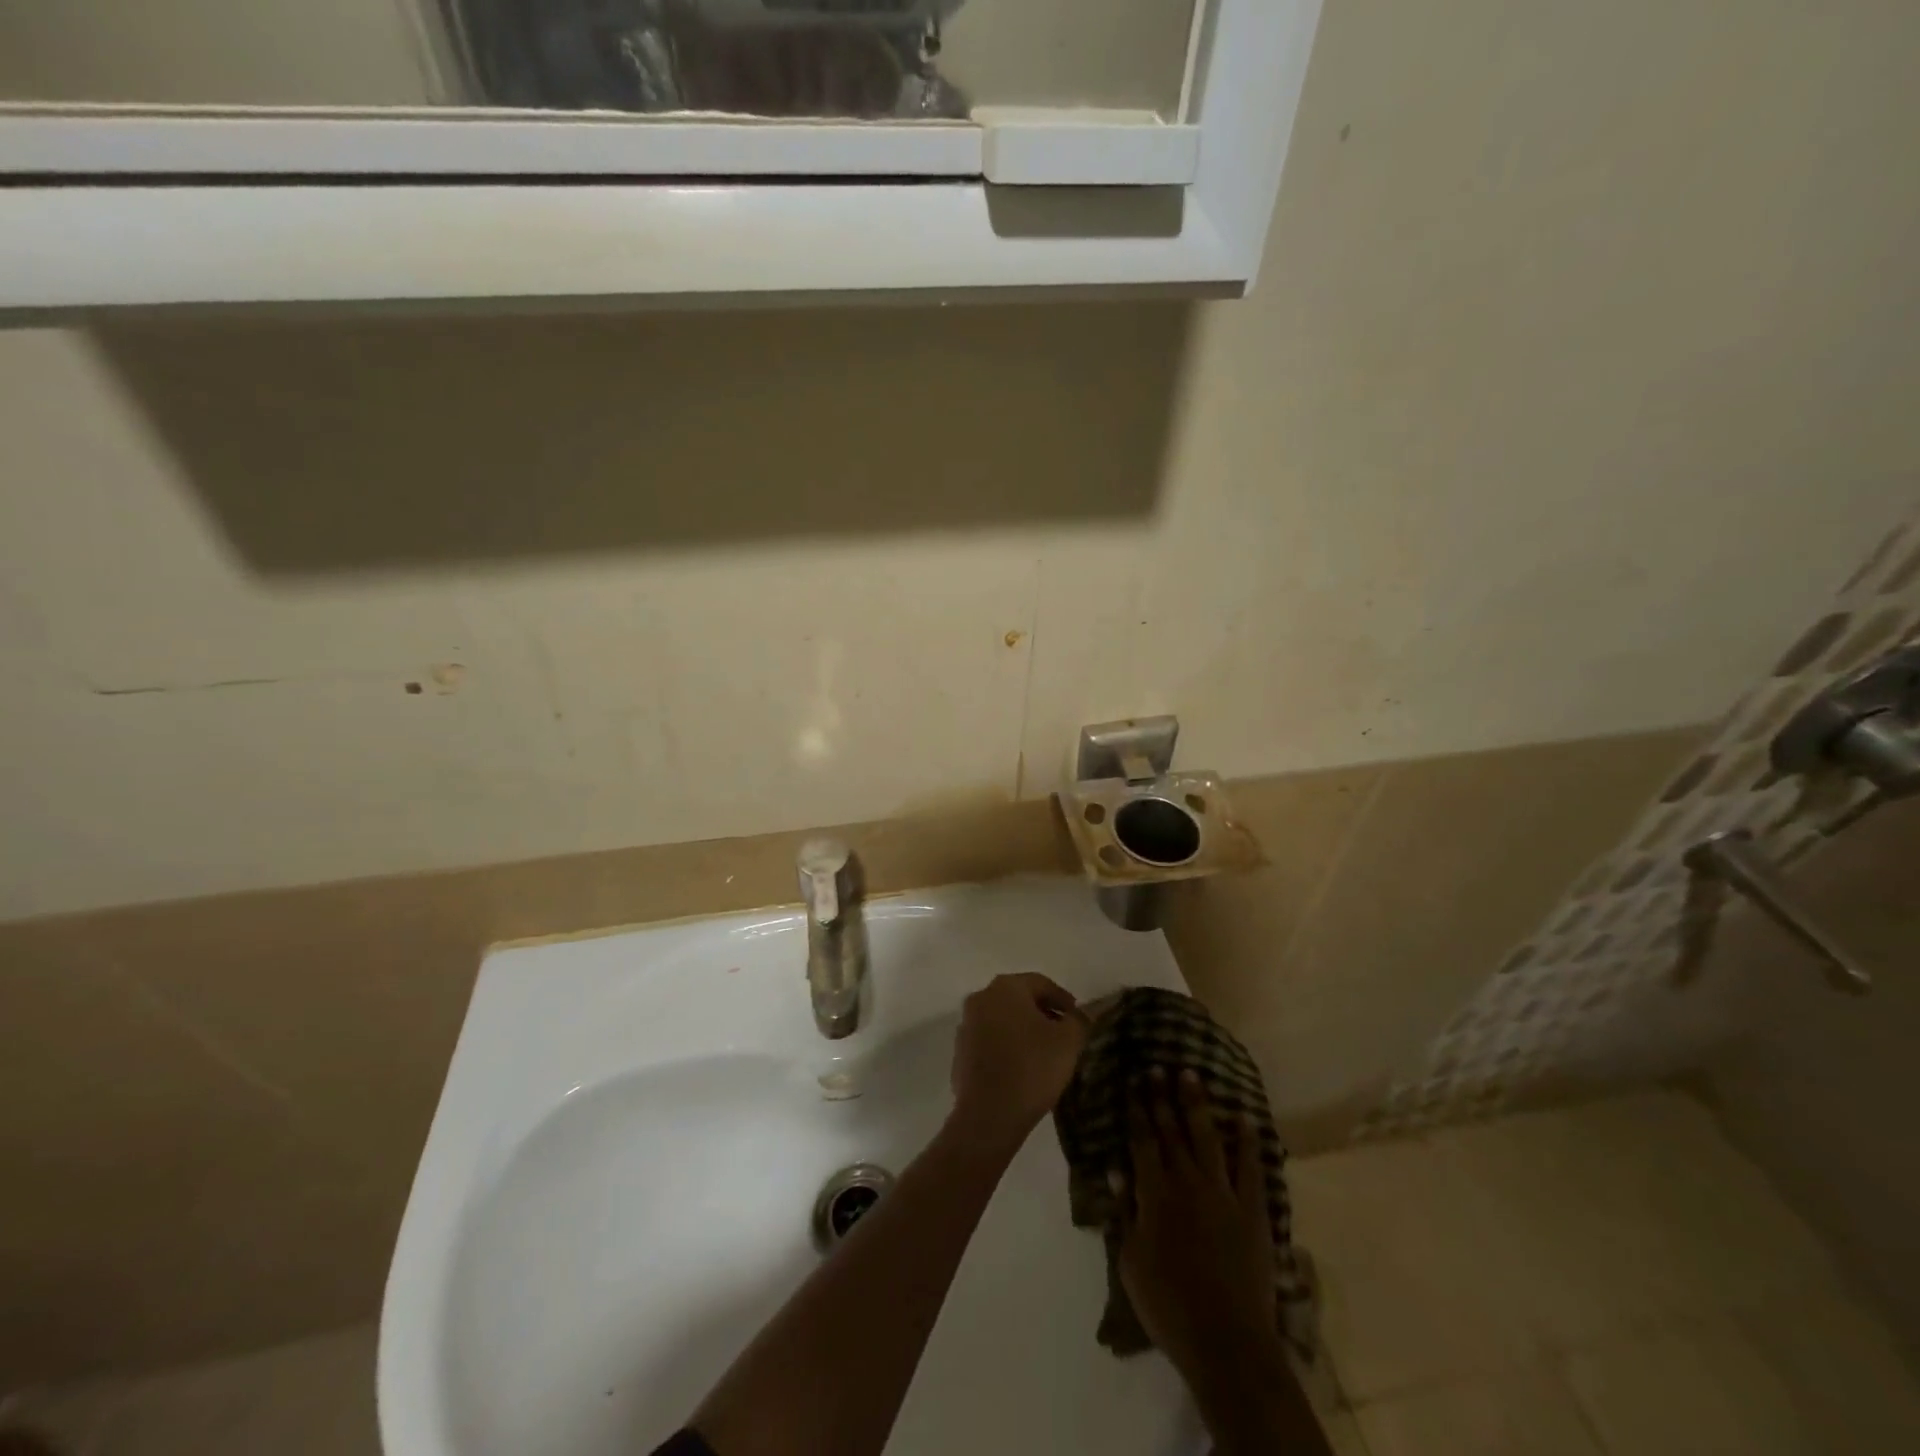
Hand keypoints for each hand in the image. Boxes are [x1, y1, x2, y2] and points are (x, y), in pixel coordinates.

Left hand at [948, 973, 1087, 1147]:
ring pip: (1002, 1019)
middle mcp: (981, 998)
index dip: (1063, 999)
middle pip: (1018, 998)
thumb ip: (1078, 1021)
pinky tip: (1022, 1067)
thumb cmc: (1031, 1068)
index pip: (1040, 983)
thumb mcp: (1068, 1042)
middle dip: (1042, 1012)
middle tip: (1064, 1032)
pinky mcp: (960, 1052)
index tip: (1077, 1017)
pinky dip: (1007, 1046)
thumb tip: (1081, 1013)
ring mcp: (966, 1025)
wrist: (989, 1115)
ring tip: (1045, 1052)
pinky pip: (989, 1041)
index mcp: (1005, 987)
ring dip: (1023, 1029)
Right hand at [1118, 1068, 1278, 1380]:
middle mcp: (1187, 1182)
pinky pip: (1252, 1168)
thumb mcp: (1130, 1261)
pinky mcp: (1253, 1211)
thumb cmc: (1168, 1305)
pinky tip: (1245, 1118)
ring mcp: (1223, 1193)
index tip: (1133, 1081)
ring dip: (1197, 1104)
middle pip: (1172, 1131)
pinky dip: (1249, 1142)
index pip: (1142, 1140)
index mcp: (1154, 1193)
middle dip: (1162, 1097)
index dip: (1137, 1109)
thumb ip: (1124, 1211)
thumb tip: (1116, 1167)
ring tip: (1190, 1074)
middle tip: (1157, 1067)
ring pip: (1207, 1137)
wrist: (1226, 1343)